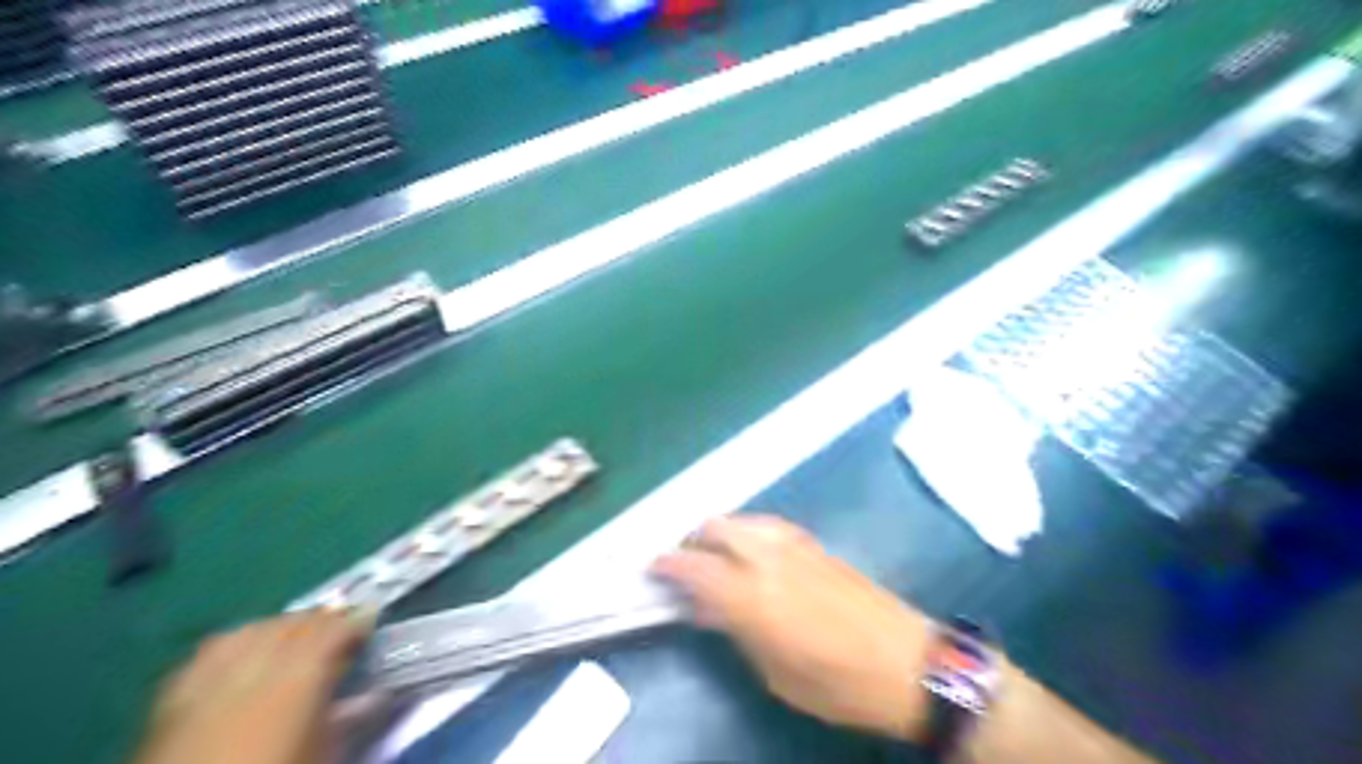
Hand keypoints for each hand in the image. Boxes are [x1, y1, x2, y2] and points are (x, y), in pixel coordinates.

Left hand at [136, 610, 372, 763]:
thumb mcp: (324, 754)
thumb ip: (347, 718)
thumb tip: (372, 695)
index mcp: (300, 674)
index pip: (334, 629)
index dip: (356, 621)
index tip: (372, 620)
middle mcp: (255, 663)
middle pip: (293, 623)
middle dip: (320, 620)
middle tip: (339, 629)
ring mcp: (208, 676)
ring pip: (251, 630)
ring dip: (279, 627)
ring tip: (294, 638)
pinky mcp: (170, 697)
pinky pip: (208, 653)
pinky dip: (234, 645)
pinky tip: (240, 656)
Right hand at [652, 515, 931, 738]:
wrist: (908, 661)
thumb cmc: (837, 683)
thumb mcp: (775, 674)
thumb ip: (735, 631)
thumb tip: (704, 607)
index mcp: (752, 595)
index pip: (694, 567)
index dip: (668, 564)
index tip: (652, 567)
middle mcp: (768, 558)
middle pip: (715, 527)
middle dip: (692, 539)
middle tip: (683, 561)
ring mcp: (794, 545)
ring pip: (742, 519)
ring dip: (720, 531)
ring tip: (713, 554)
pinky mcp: (815, 544)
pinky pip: (768, 525)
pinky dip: (747, 530)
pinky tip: (750, 549)